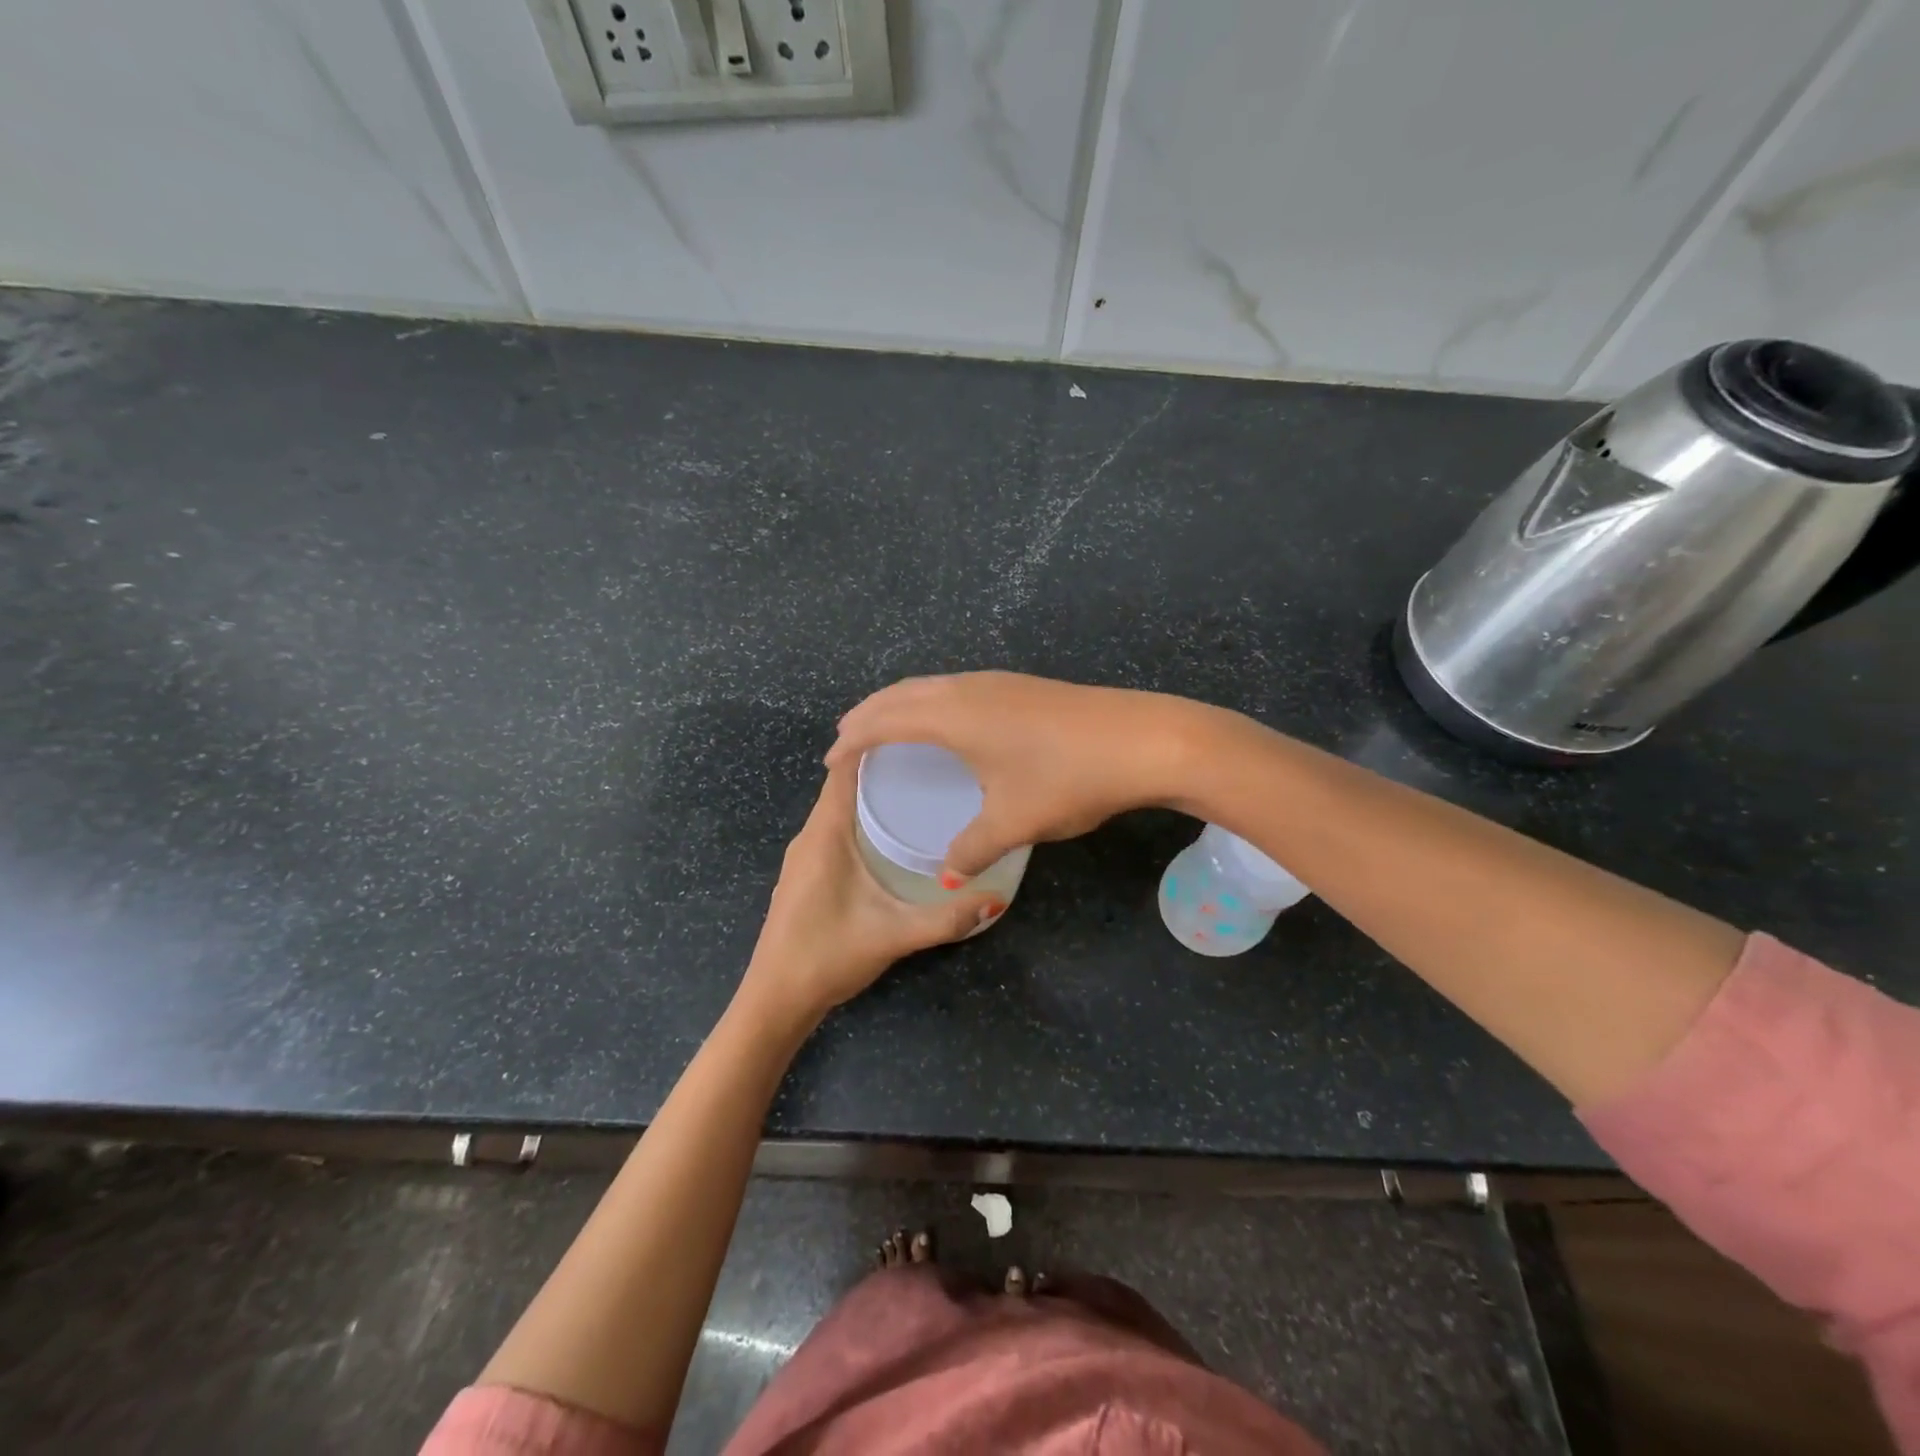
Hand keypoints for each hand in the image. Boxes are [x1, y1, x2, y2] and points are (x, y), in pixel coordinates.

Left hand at [739, 762, 998, 1024]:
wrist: (775, 1000)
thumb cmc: (827, 956)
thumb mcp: (893, 935)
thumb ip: (946, 919)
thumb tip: (996, 900)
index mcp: (825, 834)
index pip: (844, 770)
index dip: (873, 744)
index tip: (914, 730)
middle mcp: (810, 836)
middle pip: (844, 784)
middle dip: (883, 767)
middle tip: (932, 759)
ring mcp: (805, 856)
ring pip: (840, 808)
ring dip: (872, 793)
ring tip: (920, 787)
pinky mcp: (807, 873)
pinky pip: (836, 829)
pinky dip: (862, 818)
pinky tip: (892, 833)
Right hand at [827, 672, 1205, 877]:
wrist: (1144, 739)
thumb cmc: (1069, 778)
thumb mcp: (1015, 821)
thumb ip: (972, 849)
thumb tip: (946, 875)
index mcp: (953, 717)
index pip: (884, 721)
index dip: (852, 739)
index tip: (829, 761)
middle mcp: (968, 690)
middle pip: (901, 693)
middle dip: (868, 714)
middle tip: (846, 740)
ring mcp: (997, 683)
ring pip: (931, 686)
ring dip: (900, 704)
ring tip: (886, 727)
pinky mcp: (1021, 687)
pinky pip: (955, 688)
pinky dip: (930, 703)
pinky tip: (946, 724)